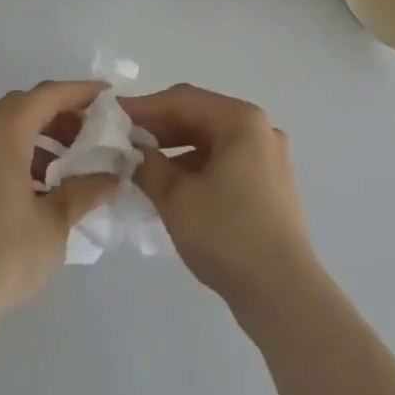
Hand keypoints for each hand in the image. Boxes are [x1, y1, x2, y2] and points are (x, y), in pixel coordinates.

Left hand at [0, 81, 119, 324]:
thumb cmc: (1, 257)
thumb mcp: (54, 224)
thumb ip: (84, 192)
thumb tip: (112, 178)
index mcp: (2, 133)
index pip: (47, 95)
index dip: (80, 92)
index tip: (108, 96)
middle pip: (22, 106)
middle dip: (59, 114)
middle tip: (90, 133)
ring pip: (1, 129)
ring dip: (36, 137)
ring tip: (65, 166)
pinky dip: (13, 155)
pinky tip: (32, 190)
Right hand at [124, 85, 317, 312]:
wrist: (283, 294)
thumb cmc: (228, 235)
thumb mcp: (177, 199)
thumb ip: (148, 166)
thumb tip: (132, 152)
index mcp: (241, 120)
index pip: (183, 100)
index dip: (144, 108)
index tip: (112, 116)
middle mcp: (259, 129)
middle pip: (199, 116)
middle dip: (159, 128)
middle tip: (121, 140)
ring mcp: (267, 157)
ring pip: (211, 141)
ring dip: (174, 149)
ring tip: (139, 164)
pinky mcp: (267, 184)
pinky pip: (224, 161)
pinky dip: (195, 167)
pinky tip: (169, 185)